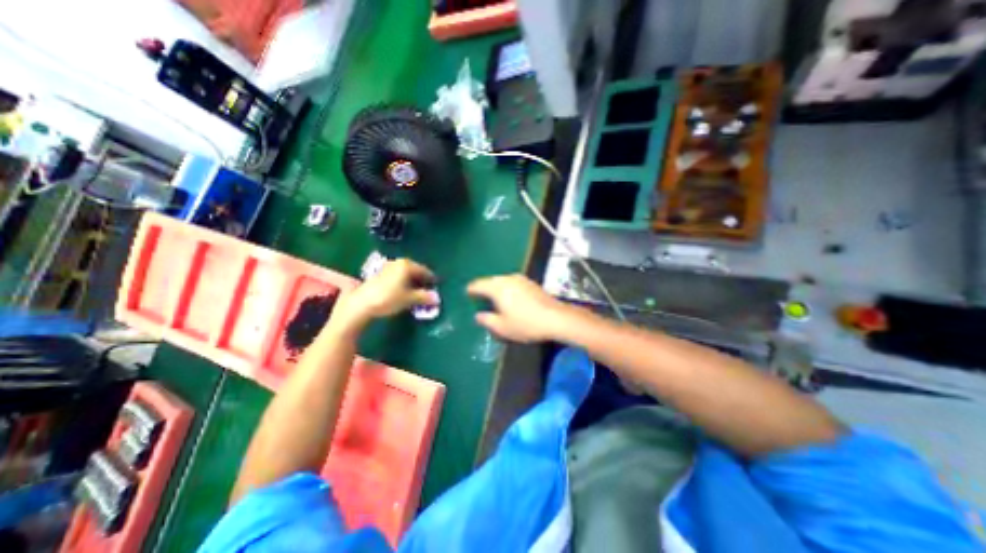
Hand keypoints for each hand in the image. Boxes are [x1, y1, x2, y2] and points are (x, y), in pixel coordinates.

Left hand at [336, 257, 433, 327]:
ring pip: (405, 274)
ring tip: (417, 292)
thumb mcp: (409, 299)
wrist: (361, 304)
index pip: (424, 271)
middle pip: (415, 270)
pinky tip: (404, 291)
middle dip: (422, 280)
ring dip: (412, 282)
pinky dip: (404, 282)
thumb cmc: (389, 298)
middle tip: (429, 290)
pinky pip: (398, 276)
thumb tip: (437, 298)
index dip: (431, 279)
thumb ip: (424, 297)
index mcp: (407, 265)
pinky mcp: (380, 275)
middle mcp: (398, 263)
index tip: (437, 286)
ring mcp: (388, 268)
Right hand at [467, 275, 570, 343]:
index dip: (470, 290)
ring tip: (494, 299)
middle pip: (490, 281)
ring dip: (496, 288)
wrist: (555, 318)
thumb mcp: (502, 327)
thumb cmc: (526, 324)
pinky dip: (507, 288)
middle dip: (483, 288)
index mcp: (497, 288)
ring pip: (502, 281)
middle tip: (479, 299)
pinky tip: (510, 298)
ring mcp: (520, 279)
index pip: (478, 285)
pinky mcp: (530, 282)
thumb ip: (487, 320)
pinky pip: (512, 283)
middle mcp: (507, 279)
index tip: (467, 294)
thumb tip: (478, 315)